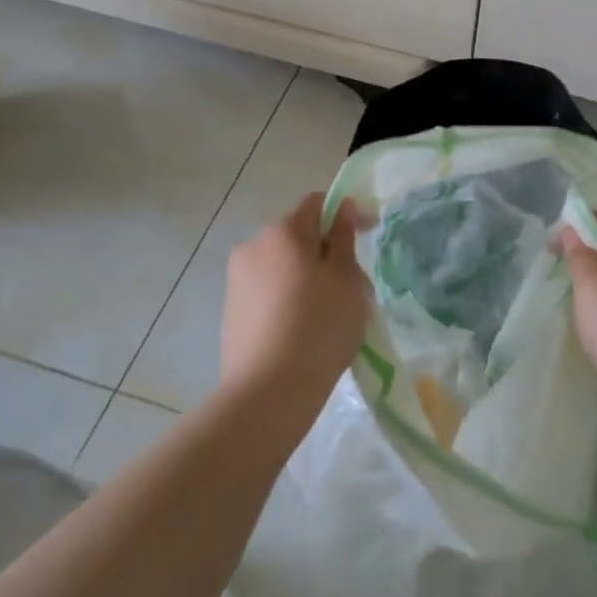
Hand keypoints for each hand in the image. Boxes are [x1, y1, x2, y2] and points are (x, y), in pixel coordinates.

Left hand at [220, 194, 371, 422]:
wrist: (269, 392)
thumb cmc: (319, 325)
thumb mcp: (346, 278)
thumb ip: (342, 238)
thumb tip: (339, 208)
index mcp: (282, 231)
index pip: (315, 204)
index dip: (344, 214)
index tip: (366, 235)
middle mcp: (252, 246)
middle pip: (297, 237)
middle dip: (324, 252)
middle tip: (351, 286)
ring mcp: (236, 281)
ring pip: (282, 268)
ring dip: (305, 278)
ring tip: (328, 314)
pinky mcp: (230, 313)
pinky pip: (268, 294)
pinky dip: (287, 302)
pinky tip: (302, 333)